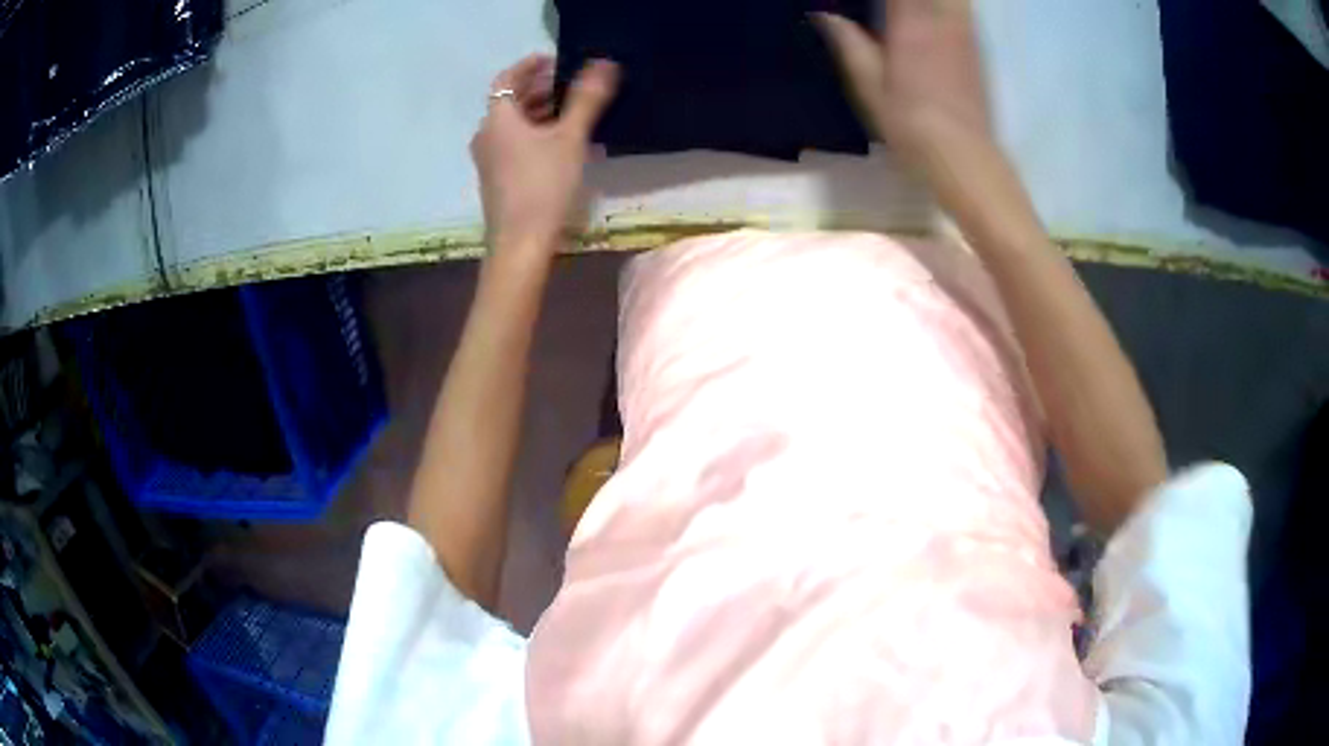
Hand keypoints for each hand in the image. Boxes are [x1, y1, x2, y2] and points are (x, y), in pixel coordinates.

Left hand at [470, 55, 619, 259]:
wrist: (520, 243)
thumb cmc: (543, 185)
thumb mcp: (570, 138)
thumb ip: (586, 99)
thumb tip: (604, 63)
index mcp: (497, 119)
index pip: (507, 78)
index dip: (529, 65)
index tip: (555, 59)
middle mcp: (486, 135)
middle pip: (509, 101)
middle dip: (538, 88)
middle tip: (570, 84)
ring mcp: (488, 159)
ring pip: (512, 124)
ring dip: (538, 111)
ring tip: (571, 110)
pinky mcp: (496, 179)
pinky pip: (513, 143)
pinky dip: (533, 133)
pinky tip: (560, 142)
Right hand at [814, 0, 991, 166]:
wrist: (963, 156)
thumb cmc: (910, 124)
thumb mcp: (868, 86)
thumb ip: (848, 43)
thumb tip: (822, 14)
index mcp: (909, 23)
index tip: (864, 4)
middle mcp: (940, 19)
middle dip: (904, 0)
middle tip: (887, 10)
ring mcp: (963, 32)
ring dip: (933, 4)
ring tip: (906, 14)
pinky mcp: (977, 48)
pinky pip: (964, 11)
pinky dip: (949, 8)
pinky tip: (933, 18)